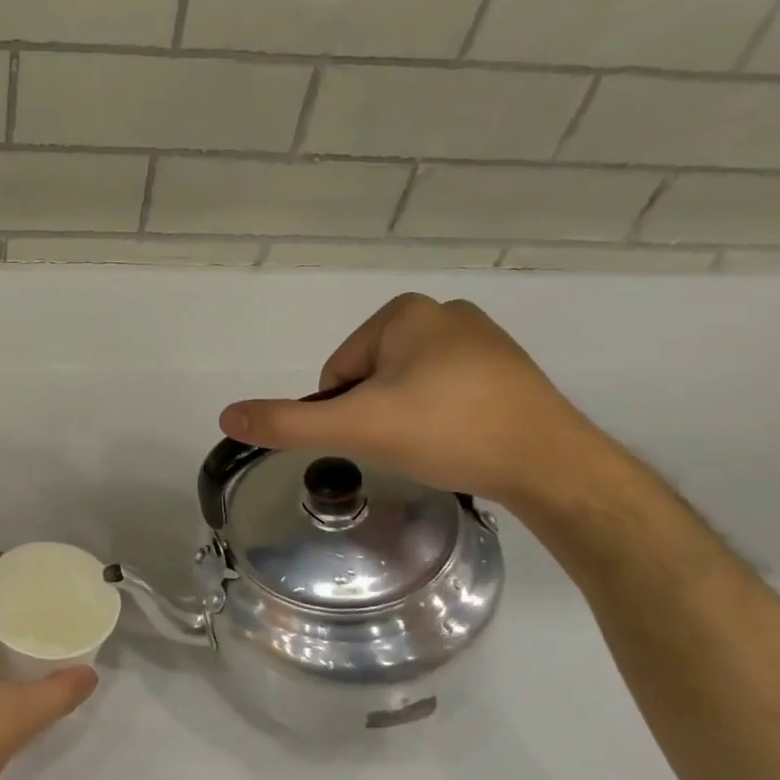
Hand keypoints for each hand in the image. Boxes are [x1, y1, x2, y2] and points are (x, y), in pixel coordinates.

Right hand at [218, 293, 608, 509]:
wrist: (553, 466)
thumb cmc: (447, 432)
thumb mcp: (356, 428)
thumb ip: (288, 423)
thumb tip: (227, 416)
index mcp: (404, 313)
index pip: (339, 372)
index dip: (348, 411)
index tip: (381, 434)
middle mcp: (443, 313)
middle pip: (371, 377)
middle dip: (379, 413)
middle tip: (410, 443)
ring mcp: (481, 338)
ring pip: (406, 386)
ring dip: (408, 417)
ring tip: (438, 445)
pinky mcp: (507, 368)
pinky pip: (445, 391)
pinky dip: (441, 417)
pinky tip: (462, 440)